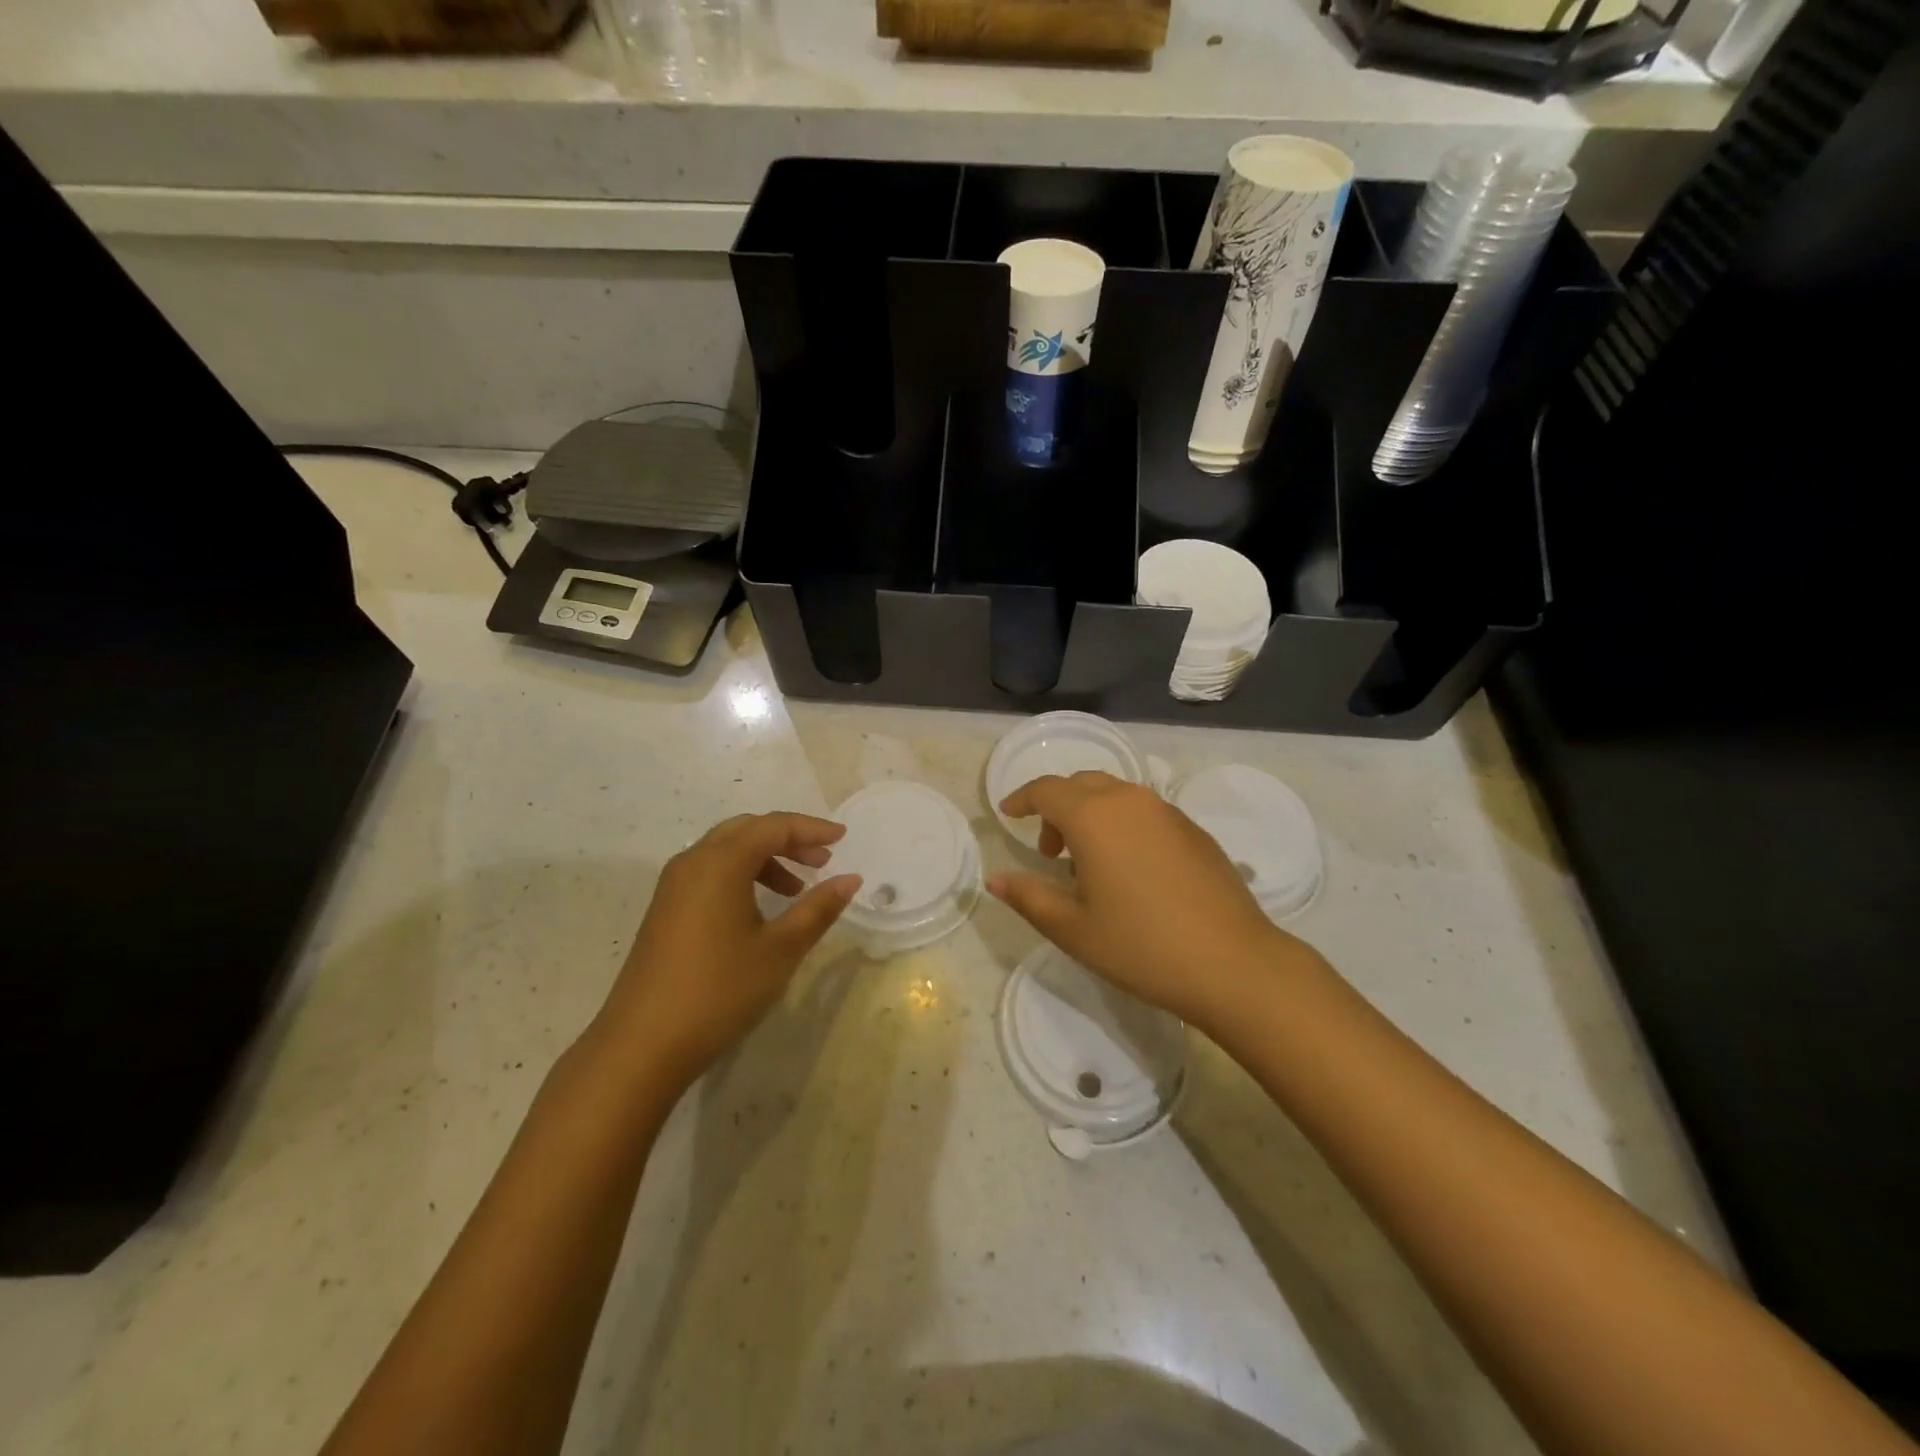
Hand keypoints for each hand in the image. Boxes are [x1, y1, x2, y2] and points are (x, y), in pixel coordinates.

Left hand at [596, 813, 860, 1089]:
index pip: (773, 827)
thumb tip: (850, 879)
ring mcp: (673, 886)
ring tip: (796, 890)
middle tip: (822, 861)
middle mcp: (693, 862)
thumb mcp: (780, 950)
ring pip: (726, 851)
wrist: (642, 1045)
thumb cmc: (720, 990)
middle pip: (747, 830)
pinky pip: (710, 872)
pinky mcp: (665, 910)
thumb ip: (818, 909)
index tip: (842, 839)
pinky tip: (759, 910)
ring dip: (765, 858)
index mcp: (721, 862)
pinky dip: (741, 875)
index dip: (811, 829)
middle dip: (788, 839)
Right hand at [988, 772, 1315, 1031]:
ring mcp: (1168, 812)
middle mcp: (1130, 801)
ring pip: (1116, 795)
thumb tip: (995, 880)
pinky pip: (1145, 813)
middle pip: (1082, 785)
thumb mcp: (1072, 928)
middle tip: (1050, 852)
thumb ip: (1028, 897)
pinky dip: (1123, 825)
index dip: (1022, 798)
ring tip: (1089, 865)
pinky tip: (1131, 871)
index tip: (1008, 814)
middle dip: (1057, 808)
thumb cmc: (1141, 946)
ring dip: (1091, 815)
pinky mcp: (1195, 831)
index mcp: (1094, 816)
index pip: (1046, 790)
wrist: (1233, 963)